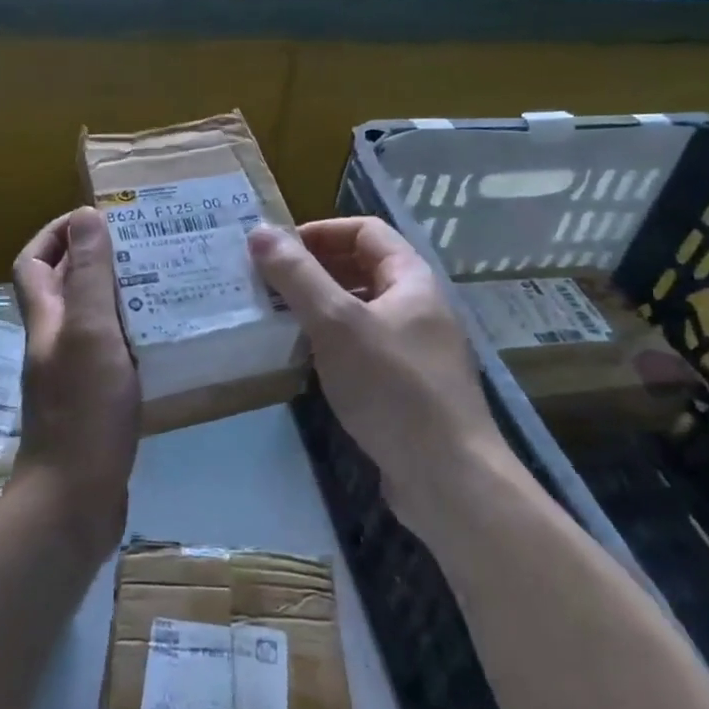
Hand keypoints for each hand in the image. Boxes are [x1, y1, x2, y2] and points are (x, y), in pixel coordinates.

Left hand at [11, 207, 140, 559]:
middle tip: (144, 247)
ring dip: (121, 298)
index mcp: (46, 320)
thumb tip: (85, 215)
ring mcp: (73, 375)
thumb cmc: (83, 410)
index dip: (55, 234)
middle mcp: (54, 342)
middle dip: (96, 260)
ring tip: (166, 283)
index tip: (96, 218)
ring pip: (92, 321)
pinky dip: (135, 338)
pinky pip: (114, 354)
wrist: (76, 499)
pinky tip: (169, 339)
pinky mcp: (96, 402)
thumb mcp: (90, 332)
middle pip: (63, 287)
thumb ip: (88, 276)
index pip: (33, 262)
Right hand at [249, 217, 523, 531]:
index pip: (364, 231)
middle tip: (266, 285)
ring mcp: (414, 348)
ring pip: (359, 311)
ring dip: (318, 308)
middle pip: (361, 269)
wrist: (448, 477)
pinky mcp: (405, 386)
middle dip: (313, 270)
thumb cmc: (393, 387)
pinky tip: (303, 361)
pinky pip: (361, 347)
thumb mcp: (337, 324)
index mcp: (411, 279)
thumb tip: (260, 232)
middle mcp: (417, 306)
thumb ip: (297, 276)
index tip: (276, 251)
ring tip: (275, 319)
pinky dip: (330, 344)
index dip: (320, 232)